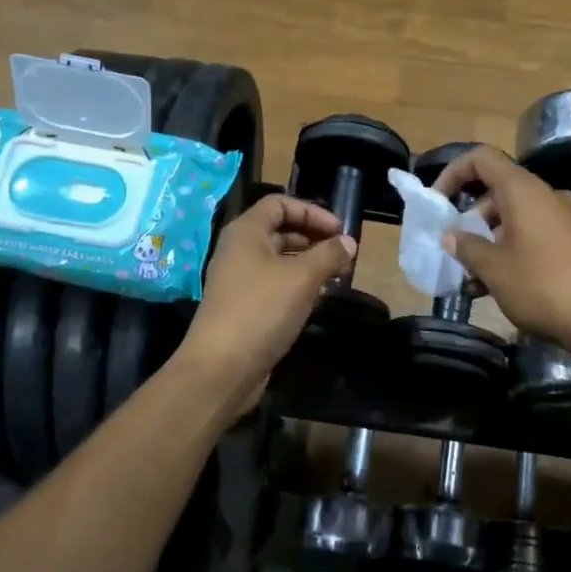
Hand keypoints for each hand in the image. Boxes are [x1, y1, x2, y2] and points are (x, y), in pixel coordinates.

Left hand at [178, 195, 355, 414]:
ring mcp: (239, 280)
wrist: (222, 367)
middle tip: (342, 253)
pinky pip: (274, 284)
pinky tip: (317, 299)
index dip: (311, 211)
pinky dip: (297, 285)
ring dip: (308, 263)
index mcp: (246, 232)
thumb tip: (349, 242)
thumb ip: (328, 255)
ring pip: (278, 260)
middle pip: (279, 230)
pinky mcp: (243, 307)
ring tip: (336, 276)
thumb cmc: (262, 309)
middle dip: (313, 237)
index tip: (339, 230)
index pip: (279, 203)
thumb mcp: (302, 278)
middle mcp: (238, 250)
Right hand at [432, 145, 570, 359]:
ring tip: (471, 278)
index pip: (482, 159)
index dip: (453, 173)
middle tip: (453, 249)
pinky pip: (534, 235)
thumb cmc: (542, 286)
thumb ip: (466, 246)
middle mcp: (546, 196)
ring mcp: (565, 219)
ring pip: (515, 218)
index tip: (437, 202)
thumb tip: (451, 235)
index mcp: (524, 191)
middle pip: (497, 191)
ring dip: (488, 241)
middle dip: (469, 218)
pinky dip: (511, 251)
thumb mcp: (493, 268)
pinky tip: (497, 286)